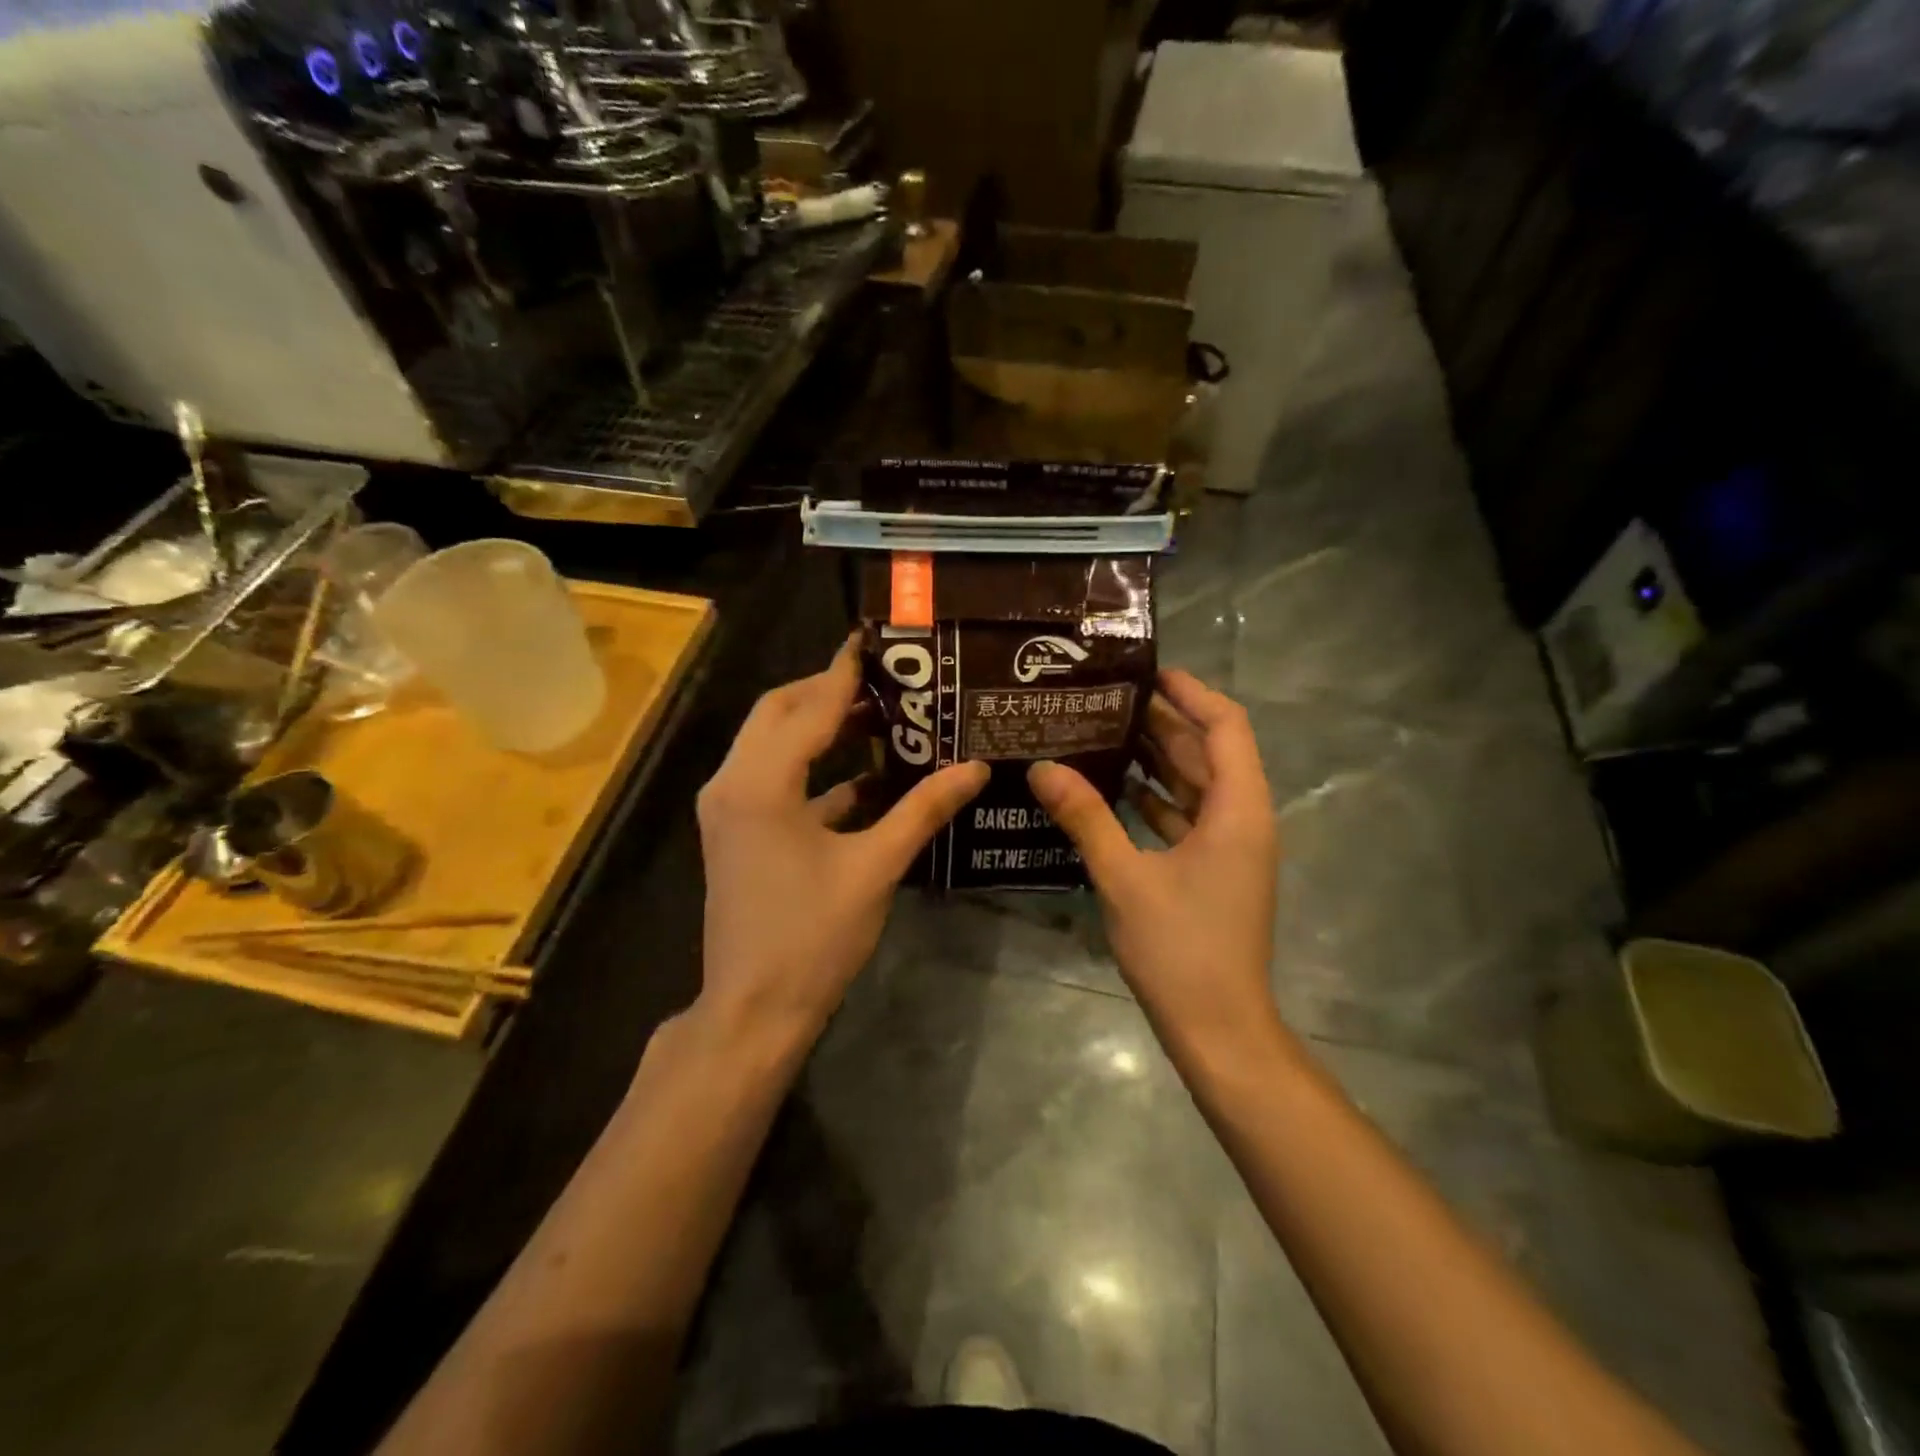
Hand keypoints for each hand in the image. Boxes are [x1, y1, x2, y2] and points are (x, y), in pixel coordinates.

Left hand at [696, 634, 988, 1051]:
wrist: (753, 1011)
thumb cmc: (813, 938)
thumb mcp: (875, 868)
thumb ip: (923, 810)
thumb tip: (975, 768)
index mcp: (760, 783)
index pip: (808, 706)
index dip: (844, 671)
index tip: (876, 640)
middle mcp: (733, 783)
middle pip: (780, 712)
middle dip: (829, 691)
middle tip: (888, 682)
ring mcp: (730, 809)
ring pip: (773, 744)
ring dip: (821, 728)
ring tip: (883, 718)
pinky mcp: (737, 831)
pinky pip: (775, 779)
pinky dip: (816, 770)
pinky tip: (868, 778)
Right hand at [1028, 669, 1280, 1057]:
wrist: (1218, 1029)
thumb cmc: (1180, 949)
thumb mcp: (1124, 877)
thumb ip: (1086, 818)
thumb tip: (1043, 768)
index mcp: (1238, 810)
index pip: (1225, 727)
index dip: (1191, 693)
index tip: (1147, 673)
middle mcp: (1243, 819)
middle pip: (1208, 752)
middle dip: (1162, 723)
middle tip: (1106, 700)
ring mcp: (1230, 847)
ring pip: (1196, 785)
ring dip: (1157, 759)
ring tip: (1102, 733)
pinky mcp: (1213, 871)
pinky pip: (1186, 817)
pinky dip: (1155, 798)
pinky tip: (1114, 789)